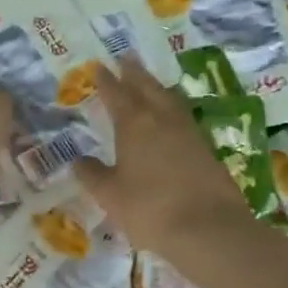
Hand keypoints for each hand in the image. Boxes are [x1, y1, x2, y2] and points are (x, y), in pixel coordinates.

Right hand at [75, 59, 254, 257]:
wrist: (209, 229)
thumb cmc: (150, 209)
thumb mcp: (111, 195)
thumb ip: (93, 175)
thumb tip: (78, 161)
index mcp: (134, 125)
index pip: (116, 94)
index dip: (106, 80)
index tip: (98, 66)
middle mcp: (162, 119)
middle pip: (147, 87)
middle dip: (134, 72)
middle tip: (126, 57)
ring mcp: (188, 132)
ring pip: (169, 98)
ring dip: (156, 86)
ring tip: (150, 81)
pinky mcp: (206, 148)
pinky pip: (184, 116)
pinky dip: (173, 108)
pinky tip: (172, 116)